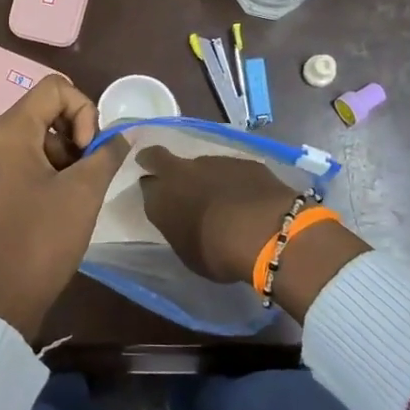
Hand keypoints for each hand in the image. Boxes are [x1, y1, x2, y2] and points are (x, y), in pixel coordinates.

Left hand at [0, 76, 130, 336]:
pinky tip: (64, 204)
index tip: (89, 152)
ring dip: (67, 156)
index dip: (84, 111)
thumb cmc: (41, 238)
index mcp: (9, 131)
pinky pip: (27, 162)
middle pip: (45, 110)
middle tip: (90, 172)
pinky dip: (52, 172)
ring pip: (39, 138)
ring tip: (79, 193)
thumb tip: (125, 134)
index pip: (55, 88)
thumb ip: (107, 154)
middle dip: (77, 134)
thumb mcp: (84, 192)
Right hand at [137, 146, 367, 320]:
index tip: (156, 194)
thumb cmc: (217, 253)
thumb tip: (183, 220)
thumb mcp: (187, 251)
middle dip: (157, 160)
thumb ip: (179, 228)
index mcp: (160, 198)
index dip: (151, 188)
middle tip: (166, 172)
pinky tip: (246, 197)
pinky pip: (231, 169)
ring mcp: (213, 161)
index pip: (145, 185)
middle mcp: (180, 173)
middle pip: (158, 156)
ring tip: (220, 197)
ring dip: (205, 176)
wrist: (263, 231)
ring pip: (199, 164)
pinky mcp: (243, 161)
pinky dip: (234, 180)